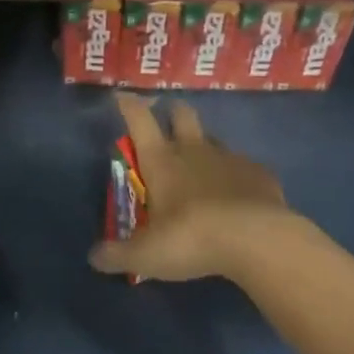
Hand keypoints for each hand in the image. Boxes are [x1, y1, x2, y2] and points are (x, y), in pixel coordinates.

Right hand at [89, 93, 293, 282]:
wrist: (257, 239)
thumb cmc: (191, 238)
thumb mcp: (146, 255)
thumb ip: (118, 255)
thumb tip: (93, 257)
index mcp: (161, 161)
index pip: (139, 121)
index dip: (129, 105)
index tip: (123, 95)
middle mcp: (194, 151)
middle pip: (182, 114)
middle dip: (173, 112)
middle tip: (169, 120)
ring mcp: (230, 159)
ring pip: (214, 140)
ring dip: (205, 147)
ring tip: (203, 167)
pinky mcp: (260, 174)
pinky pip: (245, 168)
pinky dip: (238, 177)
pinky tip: (239, 197)